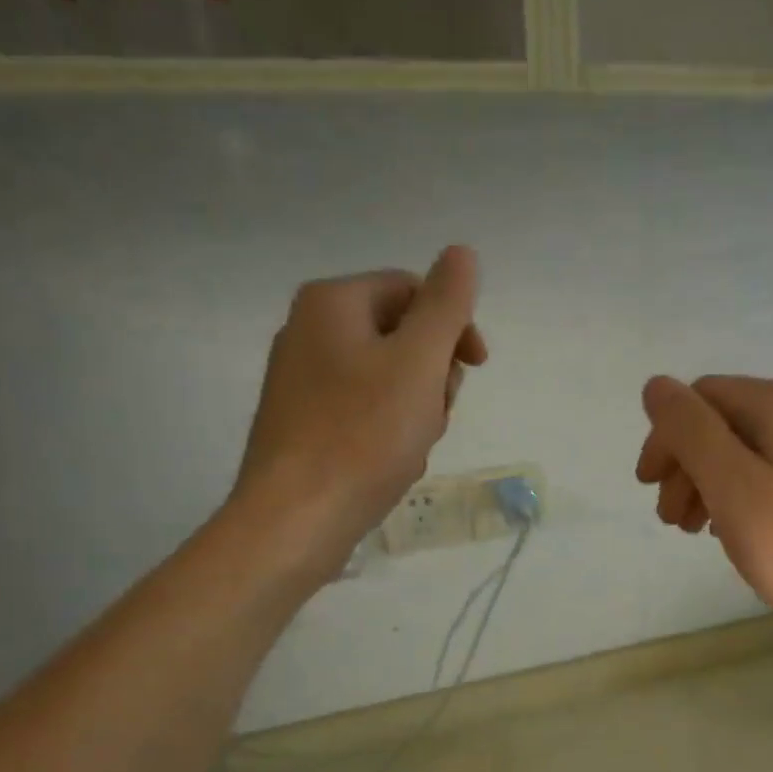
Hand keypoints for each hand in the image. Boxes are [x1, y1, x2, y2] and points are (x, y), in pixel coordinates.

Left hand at [231, 246, 486, 576]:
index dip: (454, 325)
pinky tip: (391, 461)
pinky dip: (389, 429)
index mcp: (332, 302)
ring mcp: (302, 378)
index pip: (413, 290)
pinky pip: (364, 410)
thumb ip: (446, 304)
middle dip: (433, 373)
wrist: (296, 518)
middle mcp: (309, 330)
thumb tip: (462, 252)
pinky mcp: (304, 421)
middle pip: (402, 334)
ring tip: (413, 445)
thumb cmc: (364, 435)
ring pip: (388, 377)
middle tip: (435, 414)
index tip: (475, 368)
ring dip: (417, 406)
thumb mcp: (419, 361)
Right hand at [635, 375, 772, 651]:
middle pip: (724, 423)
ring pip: (747, 451)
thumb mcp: (732, 485)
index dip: (666, 439)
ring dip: (709, 483)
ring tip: (697, 530)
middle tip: (672, 521)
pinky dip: (742, 496)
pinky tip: (736, 530)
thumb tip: (656, 385)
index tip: (649, 490)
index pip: (701, 400)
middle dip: (687, 465)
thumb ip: (689, 430)